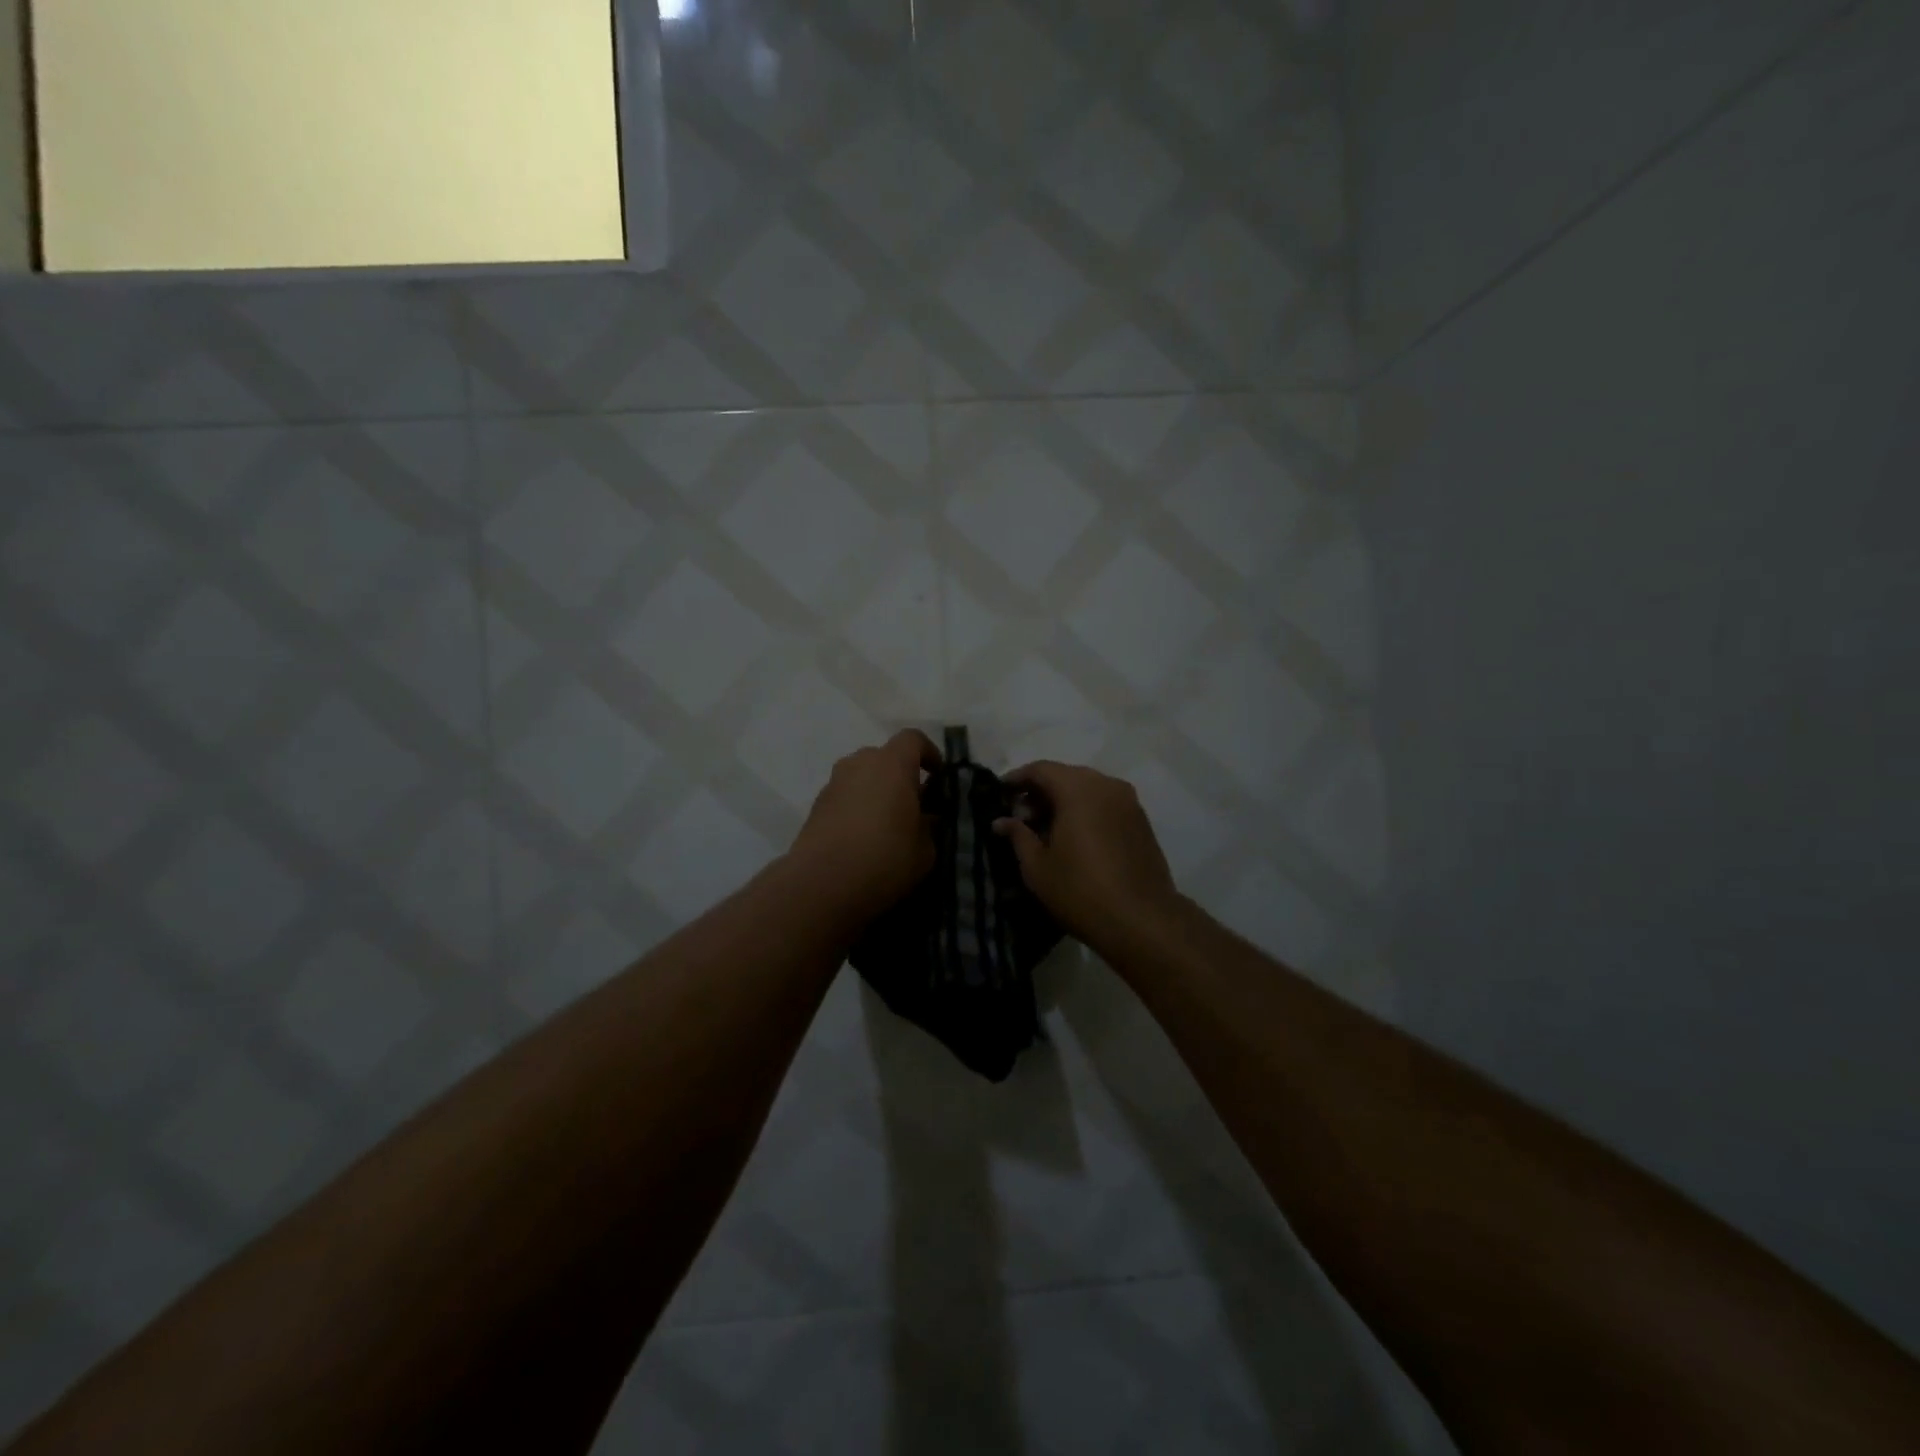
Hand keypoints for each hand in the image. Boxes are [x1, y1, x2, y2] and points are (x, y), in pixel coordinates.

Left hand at [788, 730, 940, 917]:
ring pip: (862, 776)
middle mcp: (859, 764)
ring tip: (887, 824)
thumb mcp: (925, 850)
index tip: (938, 776)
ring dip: (876, 791)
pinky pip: (845, 796)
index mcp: (892, 764)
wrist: (821, 884)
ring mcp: (833, 783)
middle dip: (901, 775)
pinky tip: (863, 838)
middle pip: (884, 757)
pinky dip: (857, 807)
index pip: (913, 739)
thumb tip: (924, 819)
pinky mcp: (816, 806)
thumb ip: (928, 826)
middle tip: (913, 805)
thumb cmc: (884, 859)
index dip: (929, 753)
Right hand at [994, 762, 1181, 948]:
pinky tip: (1073, 837)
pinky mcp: (1141, 821)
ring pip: (1088, 789)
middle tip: (1020, 815)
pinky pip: (1105, 803)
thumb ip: (1018, 836)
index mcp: (1078, 789)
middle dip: (1040, 791)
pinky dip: (1085, 811)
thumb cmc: (1080, 891)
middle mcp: (1106, 785)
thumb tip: (1001, 821)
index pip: (1041, 769)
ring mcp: (1129, 802)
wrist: (1142, 920)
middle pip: (1066, 776)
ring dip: (1064, 801)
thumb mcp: (1037, 867)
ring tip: (1044, 829)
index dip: (1017, 778)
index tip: (1000, 794)